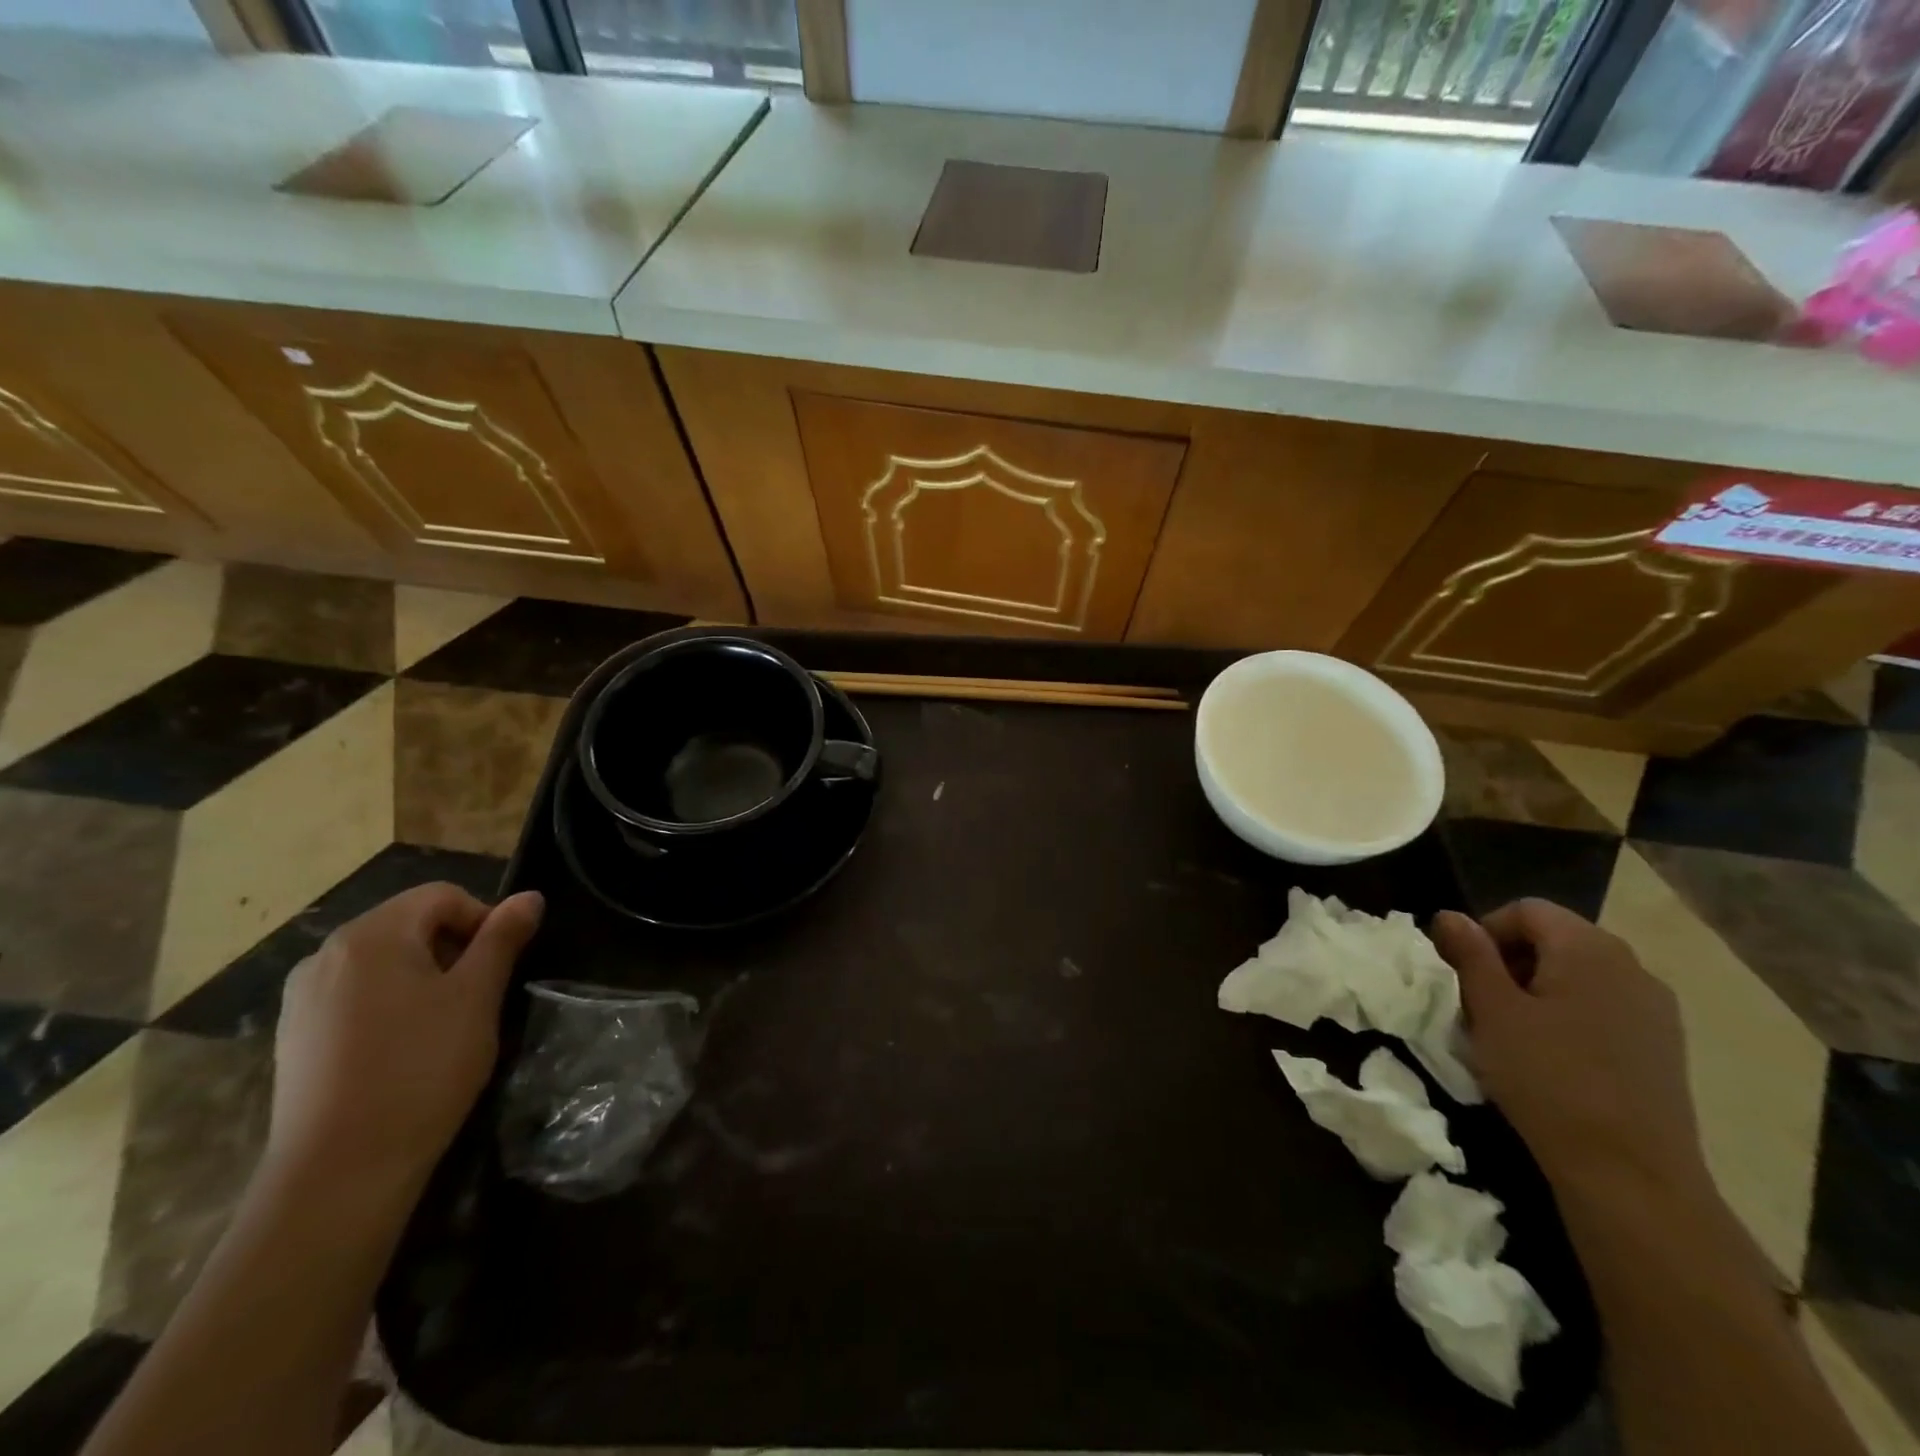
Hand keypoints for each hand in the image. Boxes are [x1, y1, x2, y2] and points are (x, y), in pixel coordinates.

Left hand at [267, 884, 543, 1194]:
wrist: (340, 1170)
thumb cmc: (421, 1068)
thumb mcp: (477, 996)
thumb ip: (502, 938)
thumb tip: (529, 896)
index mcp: (371, 935)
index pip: (442, 897)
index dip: (484, 919)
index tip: (503, 964)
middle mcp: (326, 954)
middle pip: (409, 924)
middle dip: (453, 947)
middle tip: (480, 994)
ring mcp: (303, 997)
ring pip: (383, 961)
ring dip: (424, 975)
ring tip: (446, 1022)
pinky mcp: (296, 1035)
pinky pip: (356, 995)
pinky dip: (391, 1003)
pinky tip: (405, 1047)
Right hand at [1432, 899, 1707, 1198]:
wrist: (1630, 1174)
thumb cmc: (1548, 1079)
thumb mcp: (1491, 1011)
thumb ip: (1470, 955)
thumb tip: (1450, 916)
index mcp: (1589, 949)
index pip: (1527, 910)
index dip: (1486, 931)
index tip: (1464, 973)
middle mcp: (1632, 966)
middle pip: (1556, 938)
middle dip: (1511, 961)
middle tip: (1482, 1003)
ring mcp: (1656, 1009)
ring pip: (1580, 974)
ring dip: (1540, 989)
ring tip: (1514, 1032)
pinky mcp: (1664, 1047)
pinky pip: (1605, 1007)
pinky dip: (1571, 1015)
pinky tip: (1554, 1057)